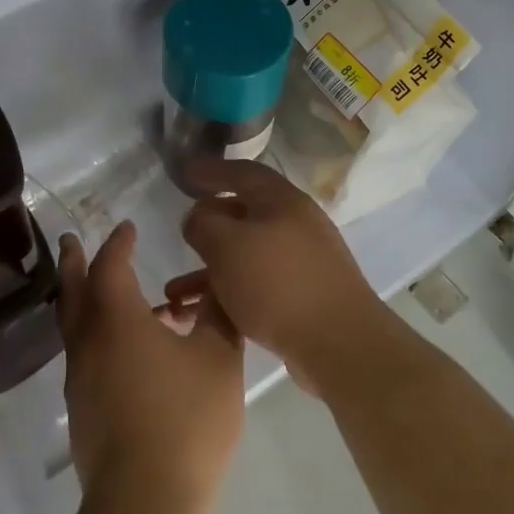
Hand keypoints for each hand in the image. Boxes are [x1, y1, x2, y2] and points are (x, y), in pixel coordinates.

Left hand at [58, 222, 245, 513]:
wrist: (145, 504)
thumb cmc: (186, 422)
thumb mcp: (218, 360)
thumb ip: (218, 315)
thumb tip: (216, 287)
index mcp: (117, 320)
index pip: (111, 266)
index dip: (119, 243)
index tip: (127, 227)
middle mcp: (88, 343)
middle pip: (74, 291)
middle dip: (74, 262)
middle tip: (71, 240)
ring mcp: (79, 379)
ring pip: (76, 326)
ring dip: (87, 300)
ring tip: (119, 295)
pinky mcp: (82, 409)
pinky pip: (86, 354)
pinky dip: (98, 334)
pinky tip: (130, 350)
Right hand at [165, 160, 391, 395]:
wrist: (338, 343)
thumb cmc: (277, 283)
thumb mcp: (227, 245)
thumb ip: (203, 223)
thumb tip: (198, 215)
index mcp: (283, 201)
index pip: (243, 172)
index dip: (212, 170)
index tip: (183, 172)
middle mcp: (296, 225)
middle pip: (246, 213)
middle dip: (210, 221)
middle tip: (183, 228)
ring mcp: (302, 262)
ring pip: (246, 255)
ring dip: (210, 268)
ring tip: (176, 289)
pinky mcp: (301, 297)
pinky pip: (255, 284)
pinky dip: (227, 292)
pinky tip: (204, 311)